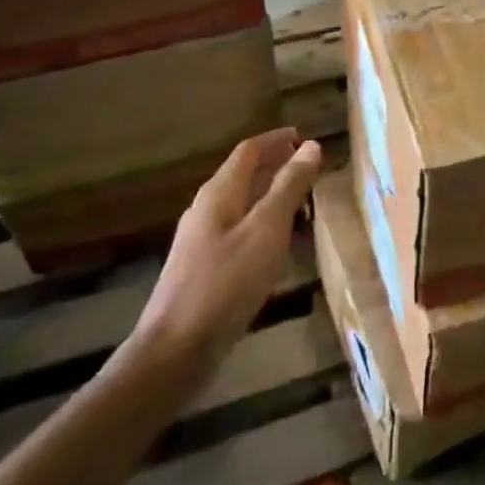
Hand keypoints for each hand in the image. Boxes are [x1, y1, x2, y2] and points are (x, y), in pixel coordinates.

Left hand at [124, 130, 322, 376]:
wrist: (175, 350)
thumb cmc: (226, 282)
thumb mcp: (266, 230)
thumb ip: (288, 187)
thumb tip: (310, 145)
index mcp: (218, 193)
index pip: (248, 151)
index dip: (275, 140)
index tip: (302, 135)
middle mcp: (206, 210)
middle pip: (241, 174)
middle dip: (273, 164)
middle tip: (305, 162)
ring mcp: (200, 241)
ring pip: (239, 202)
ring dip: (268, 192)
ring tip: (298, 196)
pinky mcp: (202, 268)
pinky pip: (237, 228)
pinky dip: (260, 220)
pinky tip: (274, 241)